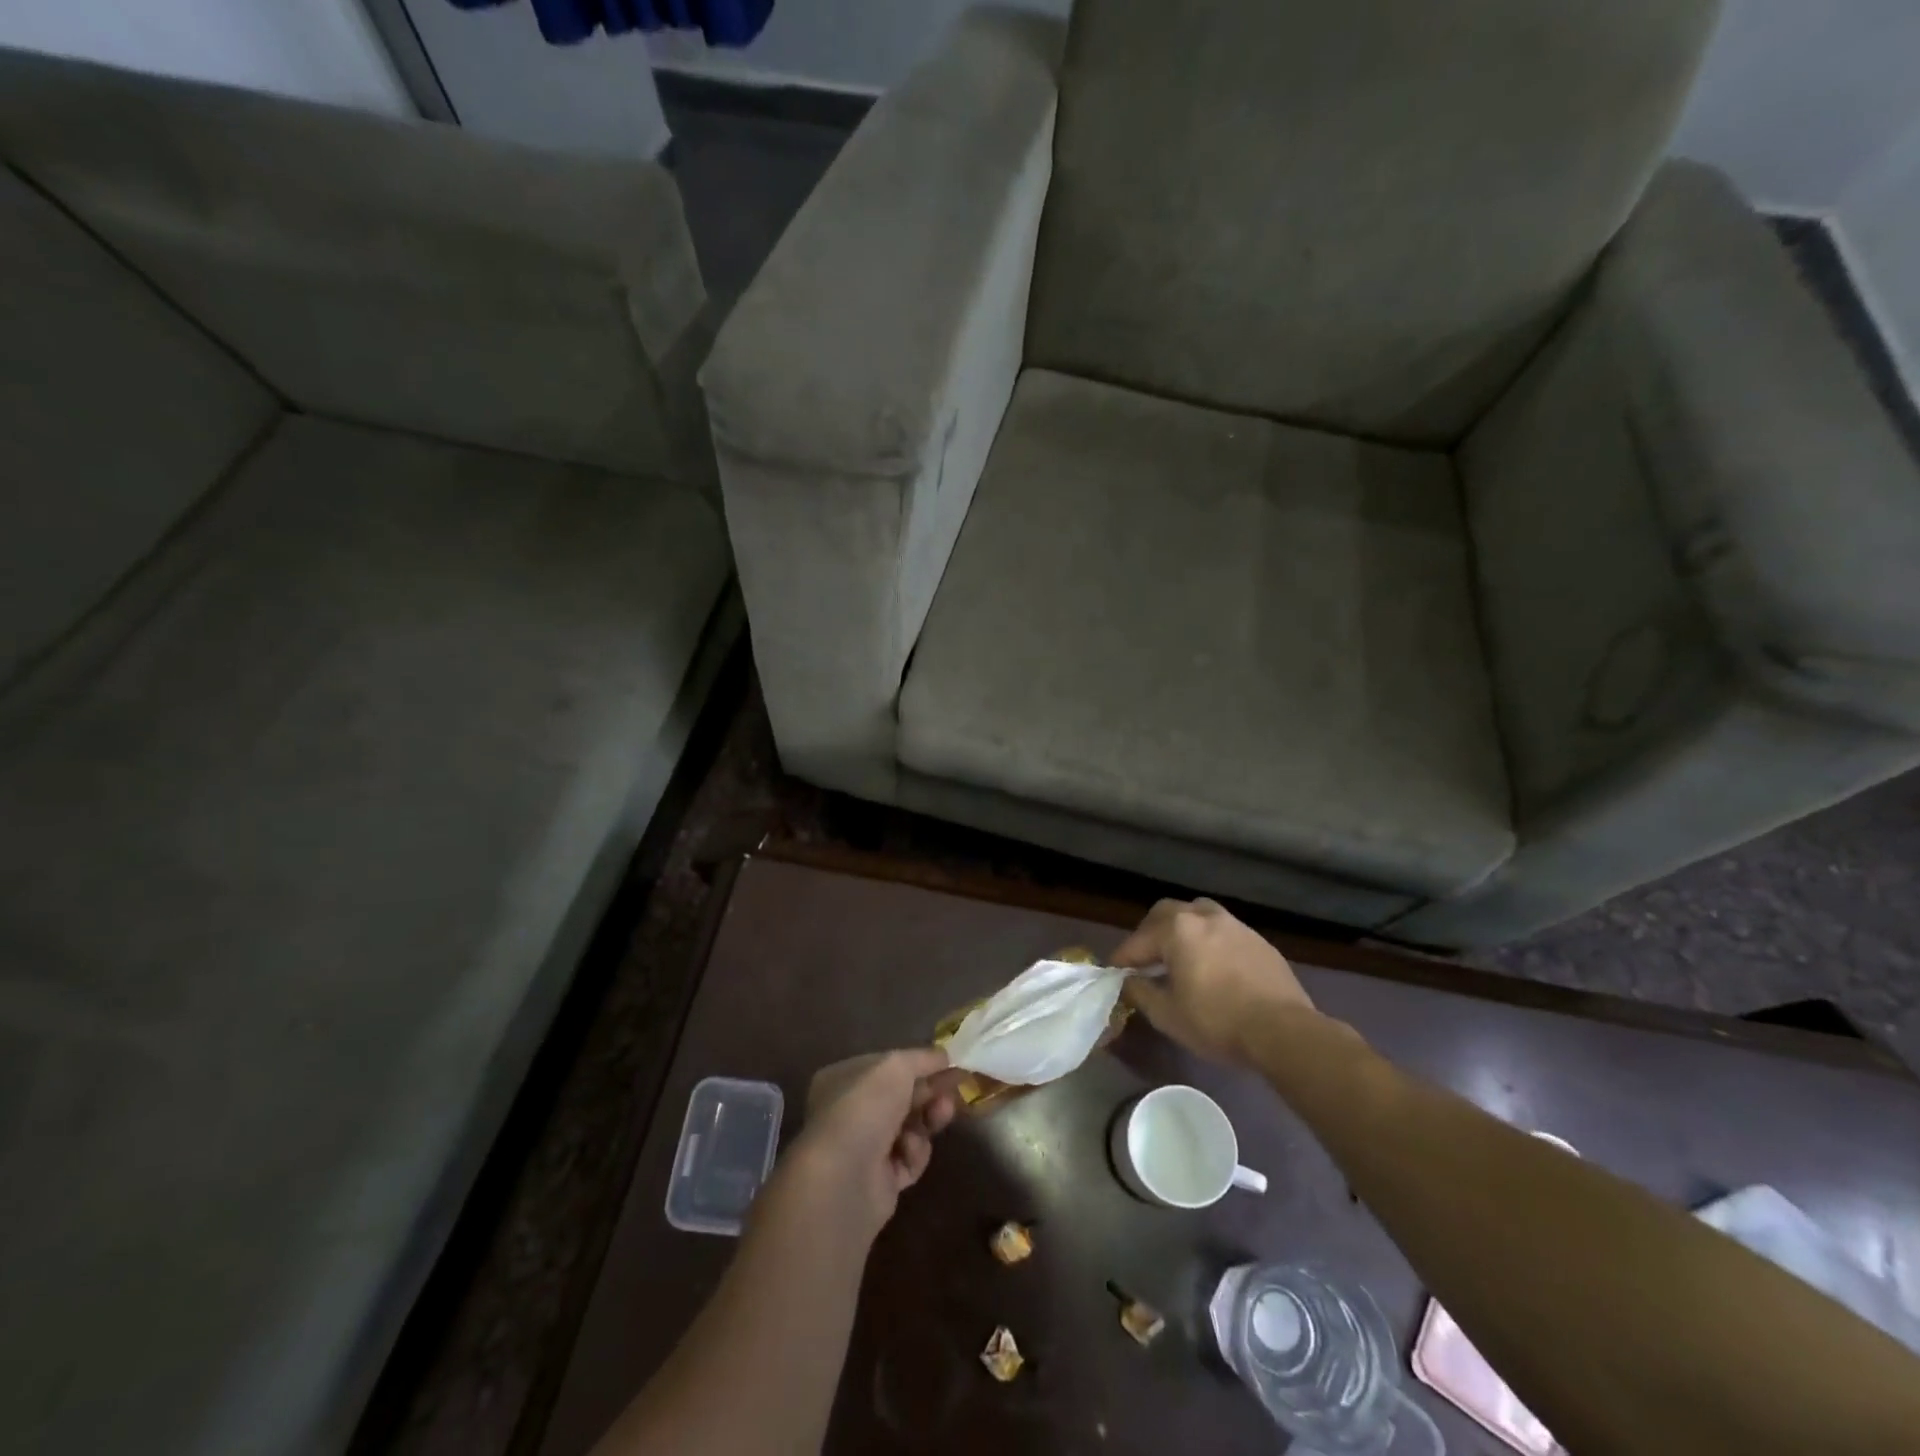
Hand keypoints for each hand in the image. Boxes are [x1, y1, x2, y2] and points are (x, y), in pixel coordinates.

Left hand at [785, 1048, 964, 1235]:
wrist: (845, 1177)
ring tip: (942, 1114)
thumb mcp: (896, 1065)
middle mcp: (850, 1112)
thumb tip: (944, 1056)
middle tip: (956, 1087)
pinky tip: (909, 1151)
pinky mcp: (878, 1181)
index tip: (949, 1063)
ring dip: (928, 1120)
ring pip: (909, 1127)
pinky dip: (915, 1153)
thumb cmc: (865, 1107)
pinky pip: (908, 1159)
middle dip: (930, 1091)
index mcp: (843, 1078)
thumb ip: (923, 1058)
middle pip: (901, 1097)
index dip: (918, 1064)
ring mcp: (863, 1148)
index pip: (886, 1066)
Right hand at [1111, 898, 1315, 1065]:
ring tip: (1180, 957)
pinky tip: (1213, 967)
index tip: (1113, 973)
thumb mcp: (1167, 1015)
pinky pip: (1223, 931)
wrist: (1283, 1031)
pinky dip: (1209, 942)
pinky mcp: (1258, 941)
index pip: (1138, 940)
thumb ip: (1140, 992)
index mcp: (1177, 929)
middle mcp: (1204, 916)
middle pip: (1167, 912)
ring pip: (1198, 914)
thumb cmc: (1217, 1021)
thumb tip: (1127, 981)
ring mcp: (1235, 925)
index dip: (1122, 957)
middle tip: (1145, 959)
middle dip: (1151, 933)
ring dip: (1182, 930)